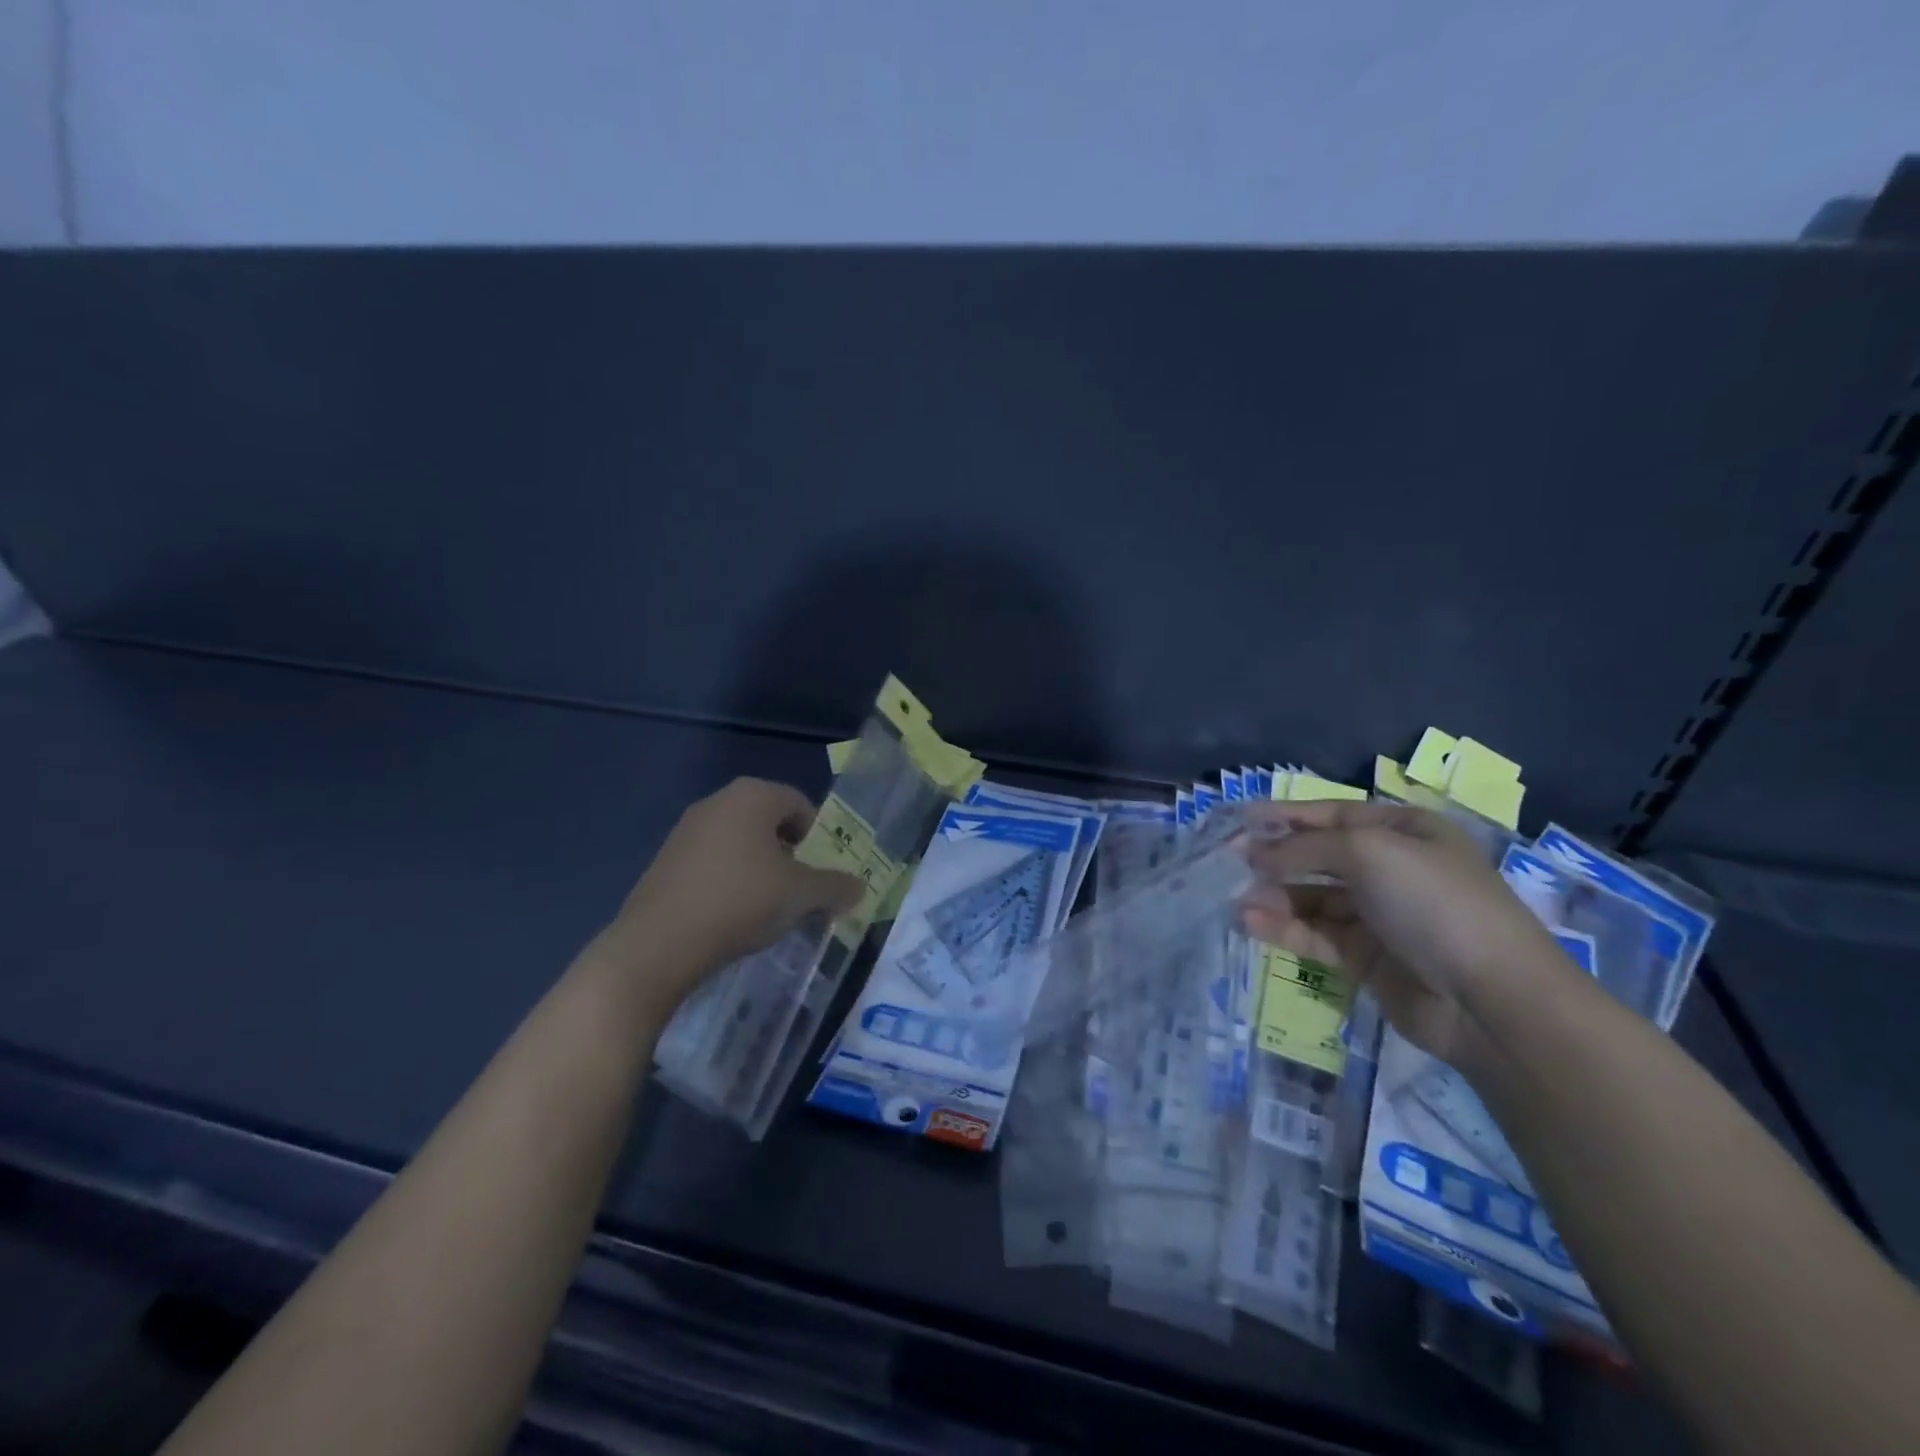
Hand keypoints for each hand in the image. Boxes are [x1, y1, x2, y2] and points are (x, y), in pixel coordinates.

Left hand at [591, 778, 863, 1012]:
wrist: (659, 943)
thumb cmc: (741, 901)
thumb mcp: (802, 895)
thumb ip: (835, 887)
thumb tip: (859, 888)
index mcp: (753, 795)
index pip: (800, 804)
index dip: (819, 837)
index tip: (821, 873)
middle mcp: (718, 801)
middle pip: (770, 822)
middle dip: (790, 854)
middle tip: (799, 890)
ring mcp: (686, 830)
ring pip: (740, 843)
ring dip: (760, 869)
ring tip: (767, 908)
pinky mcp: (665, 860)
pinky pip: (712, 862)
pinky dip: (730, 881)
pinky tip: (731, 916)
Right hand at [1240, 801, 1572, 1065]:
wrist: (1491, 999)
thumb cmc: (1434, 903)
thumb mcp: (1369, 853)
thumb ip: (1305, 847)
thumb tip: (1254, 853)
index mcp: (1405, 832)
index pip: (1333, 815)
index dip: (1287, 815)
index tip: (1241, 820)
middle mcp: (1392, 869)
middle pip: (1320, 856)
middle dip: (1276, 858)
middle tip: (1230, 861)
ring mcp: (1380, 916)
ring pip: (1314, 899)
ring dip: (1276, 897)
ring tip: (1238, 900)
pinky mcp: (1367, 959)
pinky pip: (1317, 935)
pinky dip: (1284, 929)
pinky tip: (1252, 925)